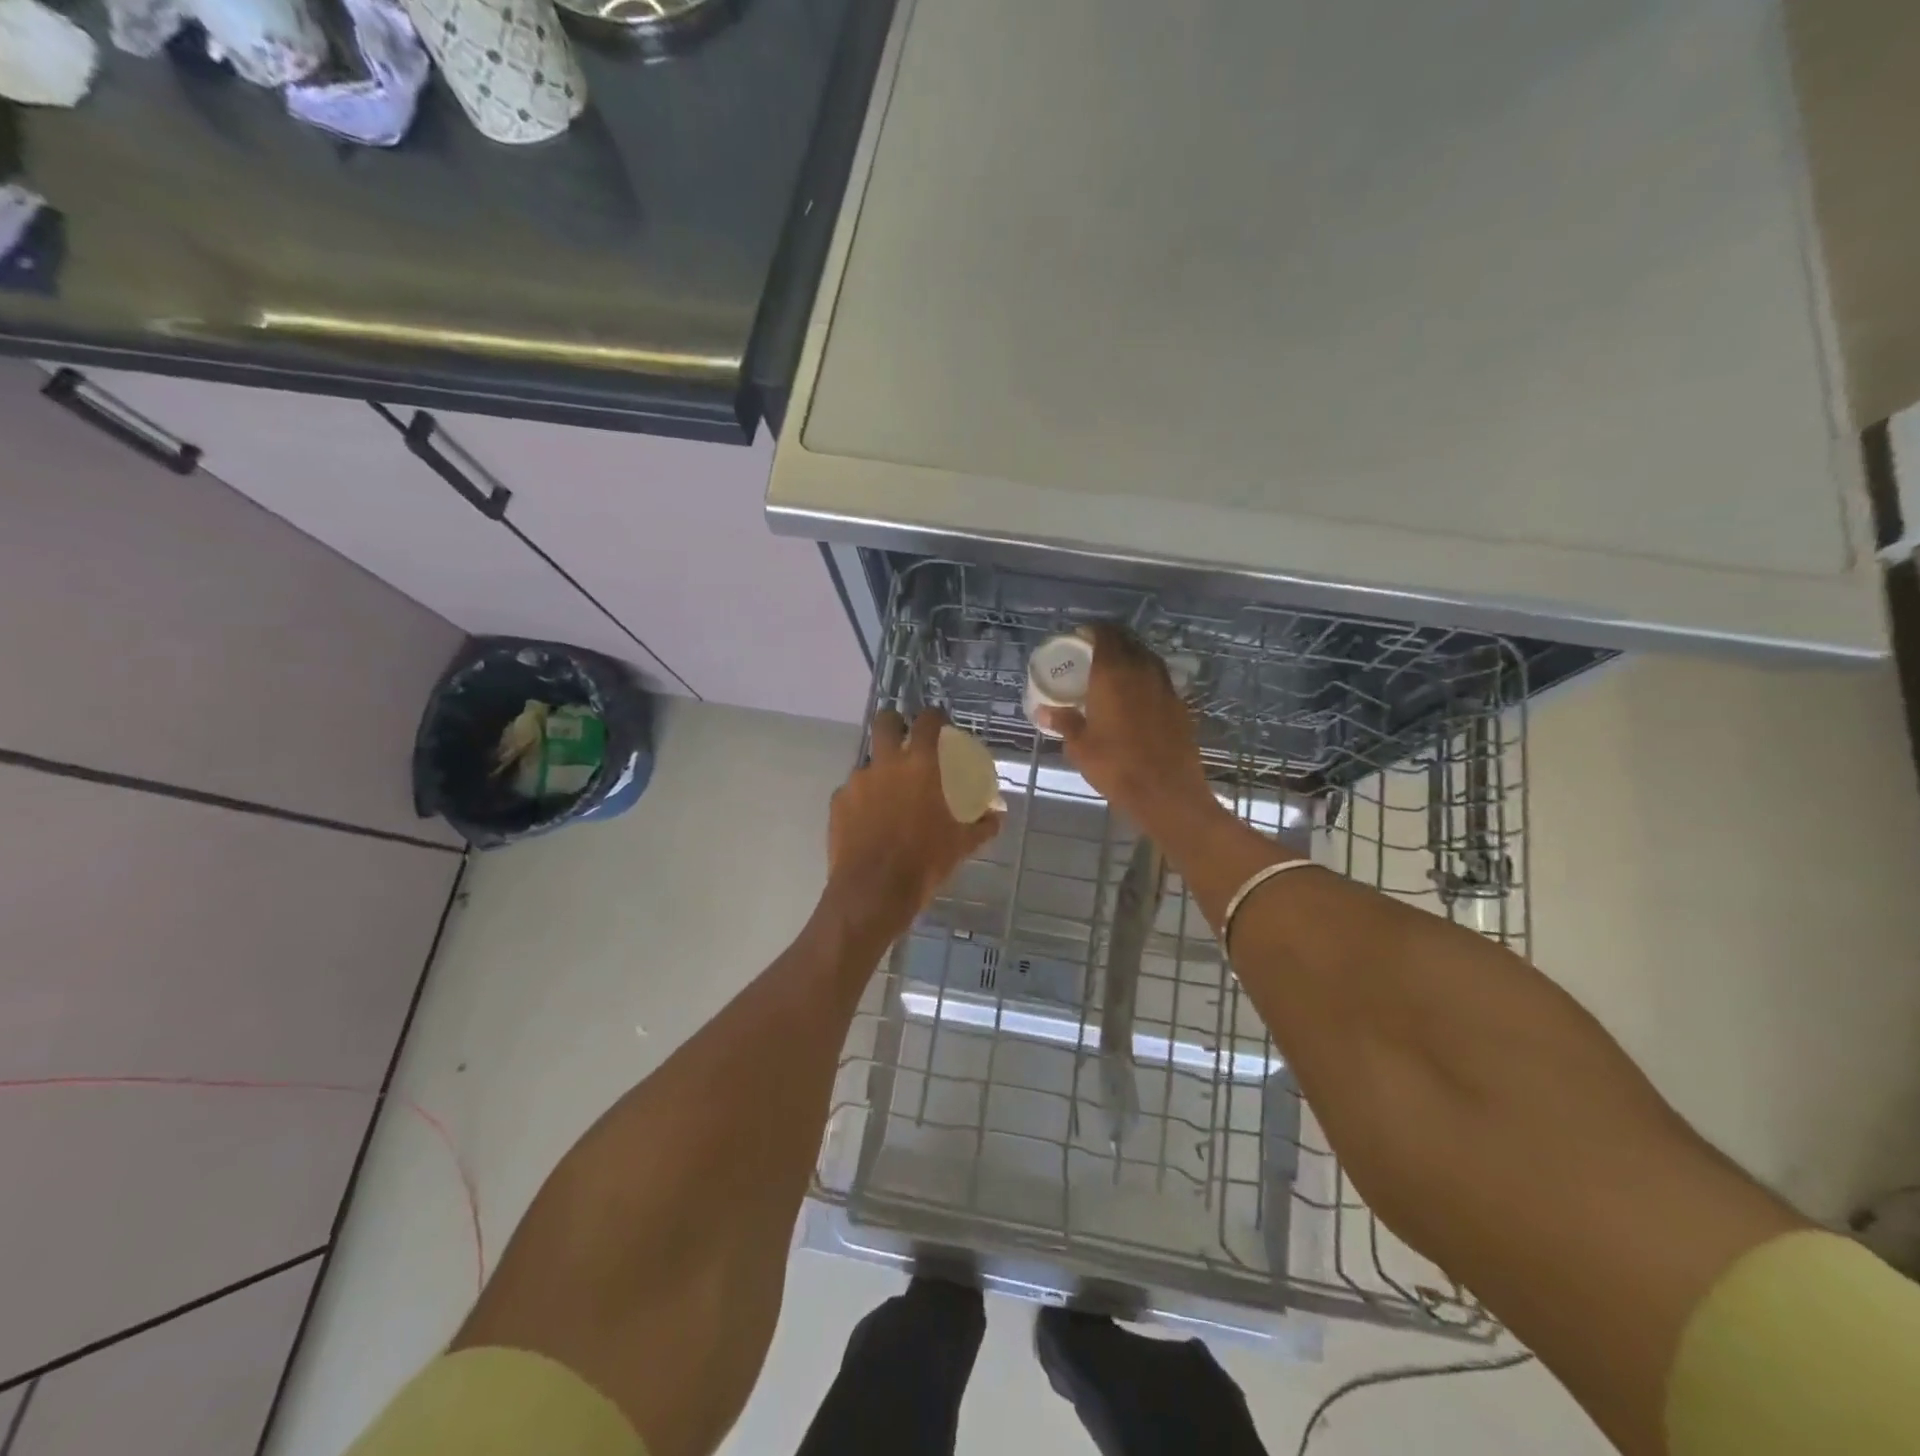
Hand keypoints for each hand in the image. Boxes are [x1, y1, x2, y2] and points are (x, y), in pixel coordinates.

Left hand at [826, 709, 1002, 946]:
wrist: (874, 890)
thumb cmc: (925, 862)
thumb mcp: (962, 844)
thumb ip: (982, 825)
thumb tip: (997, 817)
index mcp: (921, 766)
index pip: (928, 722)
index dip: (934, 716)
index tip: (939, 721)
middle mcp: (886, 764)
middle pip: (886, 721)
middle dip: (895, 722)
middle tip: (904, 738)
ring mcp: (858, 781)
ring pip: (868, 761)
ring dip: (879, 770)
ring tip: (887, 796)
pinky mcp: (838, 802)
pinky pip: (852, 791)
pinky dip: (862, 799)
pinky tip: (869, 821)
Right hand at [1037, 624, 1216, 840]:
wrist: (1166, 791)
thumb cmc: (1115, 766)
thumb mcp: (1080, 746)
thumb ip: (1064, 722)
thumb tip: (1045, 711)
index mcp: (1113, 673)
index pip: (1105, 635)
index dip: (1092, 631)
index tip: (1080, 637)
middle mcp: (1142, 670)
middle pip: (1128, 641)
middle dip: (1111, 641)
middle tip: (1094, 654)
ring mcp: (1165, 686)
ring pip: (1147, 658)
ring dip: (1131, 658)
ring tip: (1115, 673)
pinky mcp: (1180, 705)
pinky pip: (1160, 679)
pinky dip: (1146, 679)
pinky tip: (1137, 697)